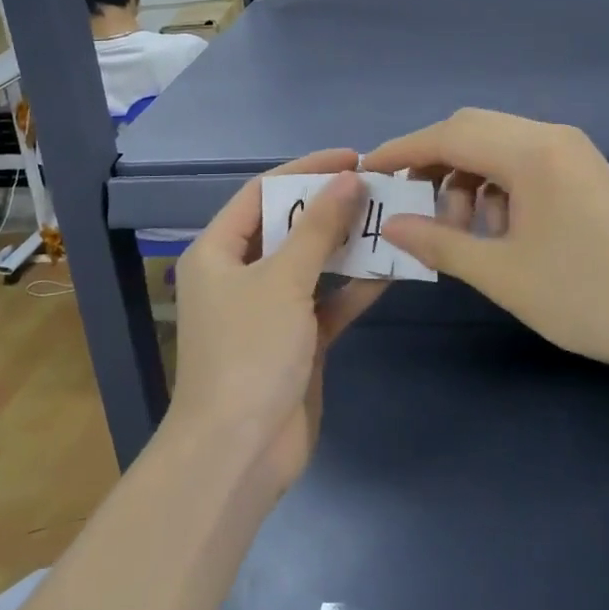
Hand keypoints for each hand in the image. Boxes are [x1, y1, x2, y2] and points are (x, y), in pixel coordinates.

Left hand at [171, 150, 390, 493]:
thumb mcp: (283, 280)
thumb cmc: (249, 352)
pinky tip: (391, 269)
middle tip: (378, 186)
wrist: (239, 453)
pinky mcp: (296, 341)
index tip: (352, 157)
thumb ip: (318, 227)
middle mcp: (240, 275)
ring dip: (348, 245)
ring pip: (312, 264)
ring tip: (391, 219)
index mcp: (218, 252)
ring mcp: (269, 310)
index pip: (262, 192)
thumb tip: (349, 177)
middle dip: (330, 206)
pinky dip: (354, 287)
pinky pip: (327, 302)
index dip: (305, 169)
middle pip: (289, 226)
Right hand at [363, 109, 608, 390]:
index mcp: (532, 152)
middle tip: (408, 204)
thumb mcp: (502, 274)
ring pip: (496, 147)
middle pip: (471, 130)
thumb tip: (390, 224)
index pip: (449, 135)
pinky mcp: (582, 174)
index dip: (403, 150)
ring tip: (459, 231)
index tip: (367, 171)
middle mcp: (551, 138)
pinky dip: (495, 188)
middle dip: (433, 163)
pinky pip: (522, 164)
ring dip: (466, 179)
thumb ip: (439, 242)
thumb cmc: (586, 298)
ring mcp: (571, 154)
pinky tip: (496, 231)